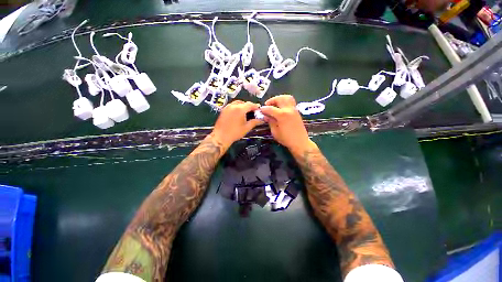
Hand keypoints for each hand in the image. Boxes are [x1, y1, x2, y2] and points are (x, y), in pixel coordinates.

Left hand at [211, 100, 263, 148]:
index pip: (250, 104)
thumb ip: (255, 122)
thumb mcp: (247, 128)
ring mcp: (227, 107)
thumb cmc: (235, 133)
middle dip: (249, 106)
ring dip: (243, 106)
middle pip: (244, 102)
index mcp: (240, 109)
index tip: (258, 110)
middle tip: (252, 113)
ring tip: (245, 113)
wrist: (221, 137)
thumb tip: (261, 120)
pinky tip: (238, 114)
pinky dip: (237, 107)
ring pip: (237, 103)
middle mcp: (233, 106)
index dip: (255, 107)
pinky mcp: (223, 110)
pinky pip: (232, 105)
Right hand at [260, 95, 316, 154]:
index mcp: (282, 115)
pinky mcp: (297, 111)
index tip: (260, 110)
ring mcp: (294, 109)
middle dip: (272, 100)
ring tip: (274, 104)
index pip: (270, 108)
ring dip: (279, 99)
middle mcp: (288, 110)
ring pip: (287, 97)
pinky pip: (291, 102)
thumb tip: (265, 116)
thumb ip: (270, 122)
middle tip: (267, 105)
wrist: (300, 142)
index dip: (264, 109)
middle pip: (279, 99)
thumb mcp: (275, 132)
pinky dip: (284, 101)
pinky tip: (281, 108)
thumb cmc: (286, 139)